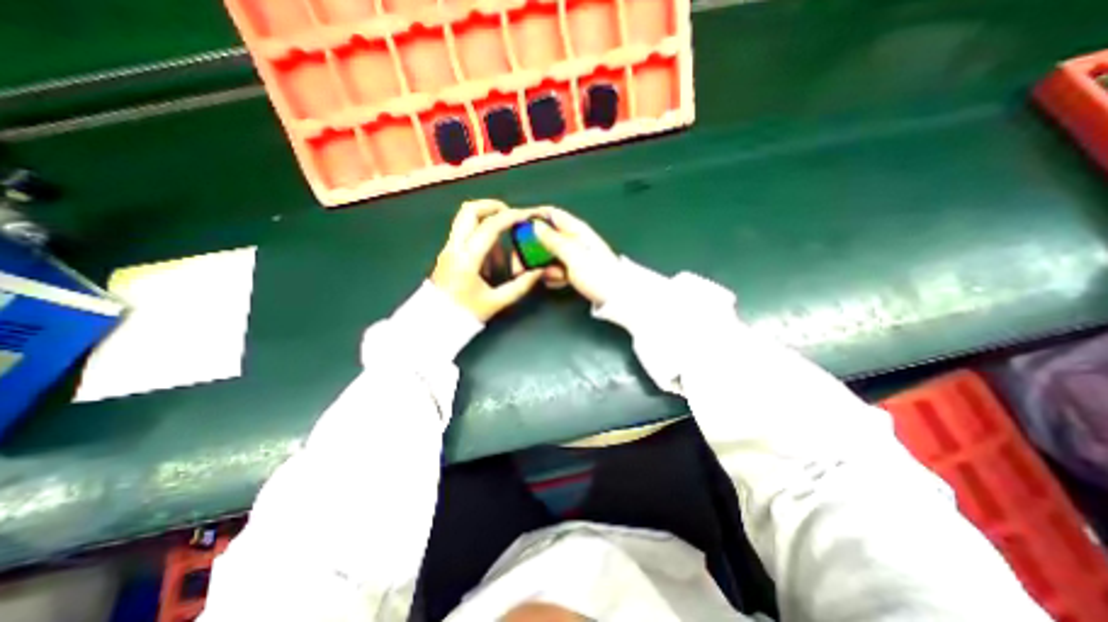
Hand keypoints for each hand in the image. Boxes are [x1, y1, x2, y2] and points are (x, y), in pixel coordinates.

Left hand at [427, 201, 543, 323]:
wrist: (434, 322)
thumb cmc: (465, 313)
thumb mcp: (496, 301)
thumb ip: (520, 286)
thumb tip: (539, 271)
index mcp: (467, 258)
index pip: (490, 226)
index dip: (511, 217)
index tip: (526, 216)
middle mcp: (455, 247)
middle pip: (470, 210)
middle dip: (493, 207)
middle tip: (511, 216)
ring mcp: (448, 248)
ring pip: (466, 220)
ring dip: (487, 226)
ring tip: (501, 255)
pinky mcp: (448, 253)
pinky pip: (465, 235)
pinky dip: (481, 238)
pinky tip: (490, 262)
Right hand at [525, 207, 618, 303]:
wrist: (617, 297)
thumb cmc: (598, 274)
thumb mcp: (574, 256)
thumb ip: (554, 240)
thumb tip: (535, 225)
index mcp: (576, 230)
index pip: (551, 214)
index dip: (533, 217)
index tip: (517, 229)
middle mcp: (573, 239)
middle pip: (545, 236)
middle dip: (532, 249)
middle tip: (520, 265)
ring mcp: (573, 255)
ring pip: (548, 255)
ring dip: (543, 266)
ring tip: (550, 277)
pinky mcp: (574, 269)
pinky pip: (556, 268)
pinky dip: (553, 275)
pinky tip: (557, 282)